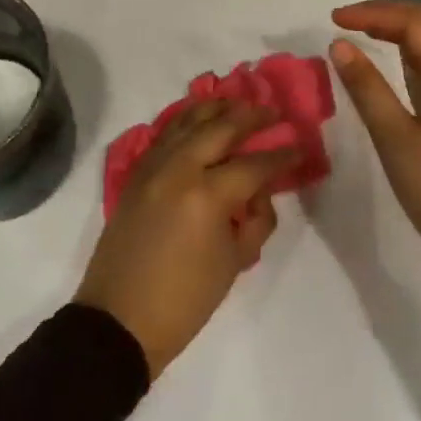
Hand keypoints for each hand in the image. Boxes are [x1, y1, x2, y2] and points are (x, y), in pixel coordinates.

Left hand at [74, 99, 297, 378]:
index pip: (254, 164)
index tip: (300, 146)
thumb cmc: (184, 300)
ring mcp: (152, 166)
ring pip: (187, 121)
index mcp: (207, 195)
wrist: (119, 318)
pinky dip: (185, 120)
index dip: (281, 155)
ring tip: (237, 102)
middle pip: (220, 128)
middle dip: (250, 116)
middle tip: (273, 111)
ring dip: (215, 109)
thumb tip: (259, 192)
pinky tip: (198, 117)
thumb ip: (254, 220)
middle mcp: (178, 169)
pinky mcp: (136, 173)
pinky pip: (164, 134)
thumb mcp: (234, 263)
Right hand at [329, 0, 420, 295]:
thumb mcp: (396, 140)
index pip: (418, 22)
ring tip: (360, 32)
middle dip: (387, 14)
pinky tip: (388, 60)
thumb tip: (338, 45)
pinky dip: (410, 52)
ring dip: (400, 29)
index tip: (334, 19)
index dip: (375, 13)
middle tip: (345, 21)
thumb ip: (367, 88)